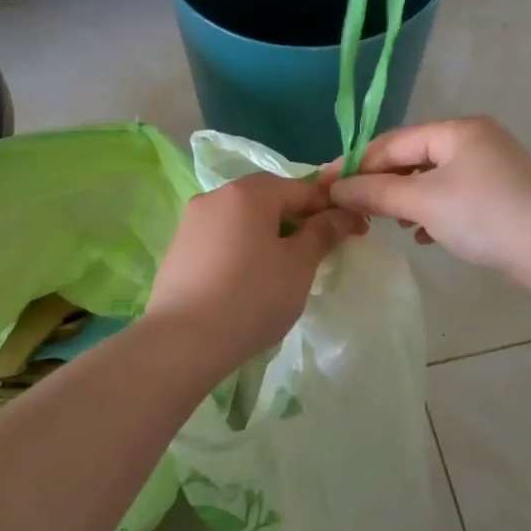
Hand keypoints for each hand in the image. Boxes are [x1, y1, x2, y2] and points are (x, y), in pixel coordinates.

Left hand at [146, 172, 366, 365]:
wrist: (182, 342)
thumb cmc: (252, 297)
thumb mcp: (299, 266)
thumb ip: (322, 233)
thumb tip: (342, 213)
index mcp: (248, 192)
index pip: (300, 188)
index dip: (330, 207)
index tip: (353, 230)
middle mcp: (215, 196)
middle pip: (268, 200)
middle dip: (297, 221)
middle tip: (319, 253)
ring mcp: (191, 222)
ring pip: (243, 220)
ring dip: (269, 235)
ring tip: (284, 271)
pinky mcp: (178, 249)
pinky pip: (221, 239)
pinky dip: (242, 250)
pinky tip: (249, 281)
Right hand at [329, 118, 530, 280]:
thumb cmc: (484, 215)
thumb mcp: (423, 202)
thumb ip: (376, 193)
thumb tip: (335, 188)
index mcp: (457, 130)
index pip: (394, 141)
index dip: (359, 164)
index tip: (329, 187)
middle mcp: (476, 139)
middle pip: (414, 157)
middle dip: (384, 184)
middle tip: (358, 209)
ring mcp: (494, 167)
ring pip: (435, 179)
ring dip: (407, 200)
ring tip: (390, 223)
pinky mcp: (504, 194)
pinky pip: (456, 196)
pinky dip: (434, 211)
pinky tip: (424, 235)